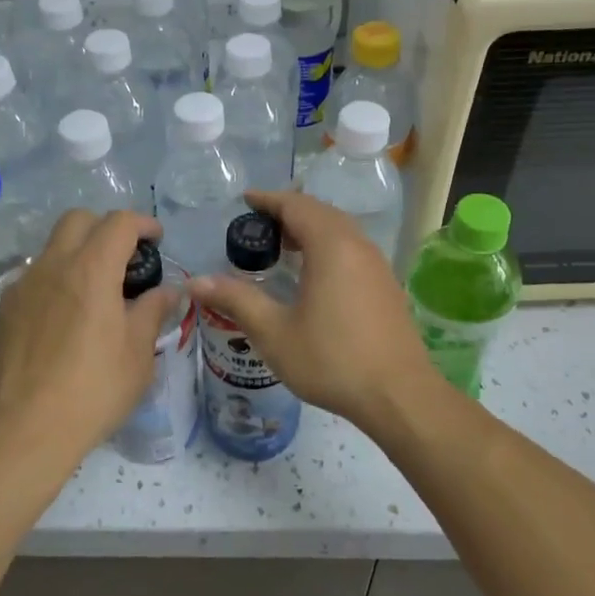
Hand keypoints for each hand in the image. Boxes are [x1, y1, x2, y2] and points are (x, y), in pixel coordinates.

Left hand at [0, 209, 171, 459]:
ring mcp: (22, 287)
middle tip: (125, 257)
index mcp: (91, 270)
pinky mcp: (4, 311)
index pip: (118, 223)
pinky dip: (56, 281)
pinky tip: (65, 318)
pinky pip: (34, 279)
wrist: (25, 429)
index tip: (156, 239)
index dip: (142, 224)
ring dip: (78, 254)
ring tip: (95, 292)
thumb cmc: (93, 389)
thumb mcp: (138, 353)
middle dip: (105, 227)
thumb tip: (167, 290)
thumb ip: (152, 312)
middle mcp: (52, 266)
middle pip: (78, 220)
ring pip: (52, 248)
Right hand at [187, 191, 442, 428]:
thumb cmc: (332, 360)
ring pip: (340, 230)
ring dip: (310, 229)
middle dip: (289, 211)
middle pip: (321, 212)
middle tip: (258, 225)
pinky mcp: (386, 285)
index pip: (296, 205)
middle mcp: (358, 245)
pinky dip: (328, 246)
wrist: (399, 395)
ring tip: (282, 246)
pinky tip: (314, 274)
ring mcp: (377, 265)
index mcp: (331, 246)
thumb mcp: (275, 332)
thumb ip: (236, 300)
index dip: (268, 199)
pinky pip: (352, 248)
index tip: (245, 200)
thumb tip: (195, 282)